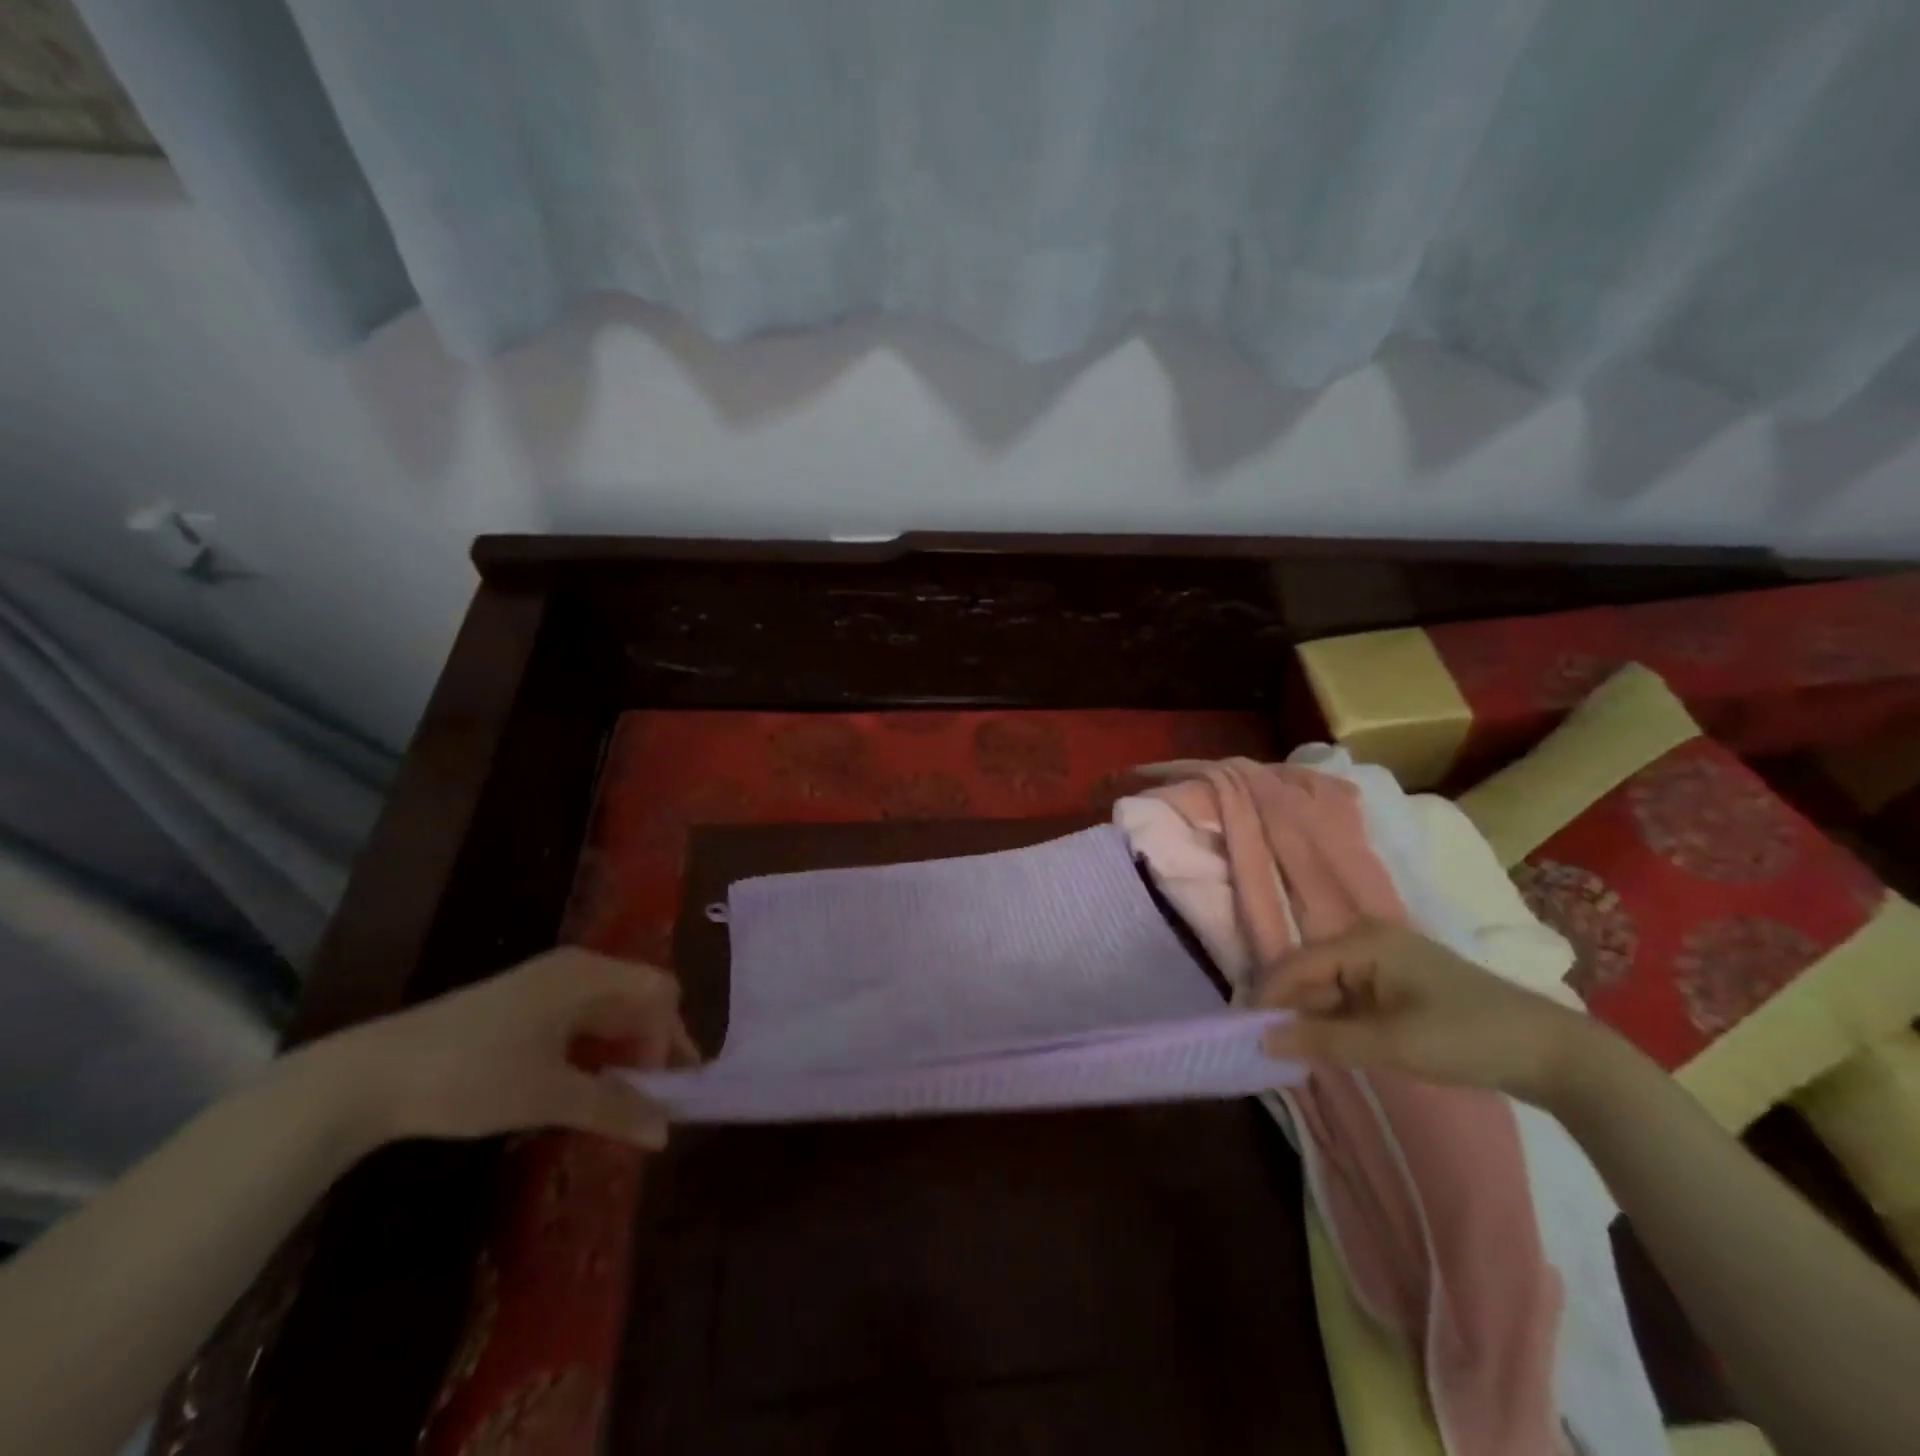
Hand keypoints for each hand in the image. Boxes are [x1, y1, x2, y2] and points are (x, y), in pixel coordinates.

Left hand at [299, 949, 698, 1150]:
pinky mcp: (521, 1004)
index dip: (673, 1037)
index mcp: (589, 975)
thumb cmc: (471, 1075)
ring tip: (621, 1098)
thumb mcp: (549, 1095)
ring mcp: (545, 984)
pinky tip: (582, 1084)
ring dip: (623, 1050)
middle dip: (652, 1045)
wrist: (366, 1076)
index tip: (668, 1089)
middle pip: (638, 997)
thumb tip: (665, 1133)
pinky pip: (579, 1018)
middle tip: (652, 1098)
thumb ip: (614, 1109)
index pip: (660, 992)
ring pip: (608, 1010)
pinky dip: (593, 1049)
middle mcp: (575, 969)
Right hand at [1252, 922, 1589, 1102]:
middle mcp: (1369, 940)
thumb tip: (1263, 1039)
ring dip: (1312, 1017)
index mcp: (1364, 940)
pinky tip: (1329, 1044)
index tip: (1241, 1028)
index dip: (1267, 995)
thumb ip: (1322, 1039)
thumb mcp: (1390, 1043)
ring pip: (1330, 987)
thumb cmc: (1467, 1038)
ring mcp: (1387, 961)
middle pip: (1311, 972)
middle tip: (1263, 1045)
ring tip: (1290, 1050)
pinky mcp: (1401, 984)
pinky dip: (1338, 1020)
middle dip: (1288, 1007)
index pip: (1296, 964)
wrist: (1554, 1055)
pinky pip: (1352, 997)